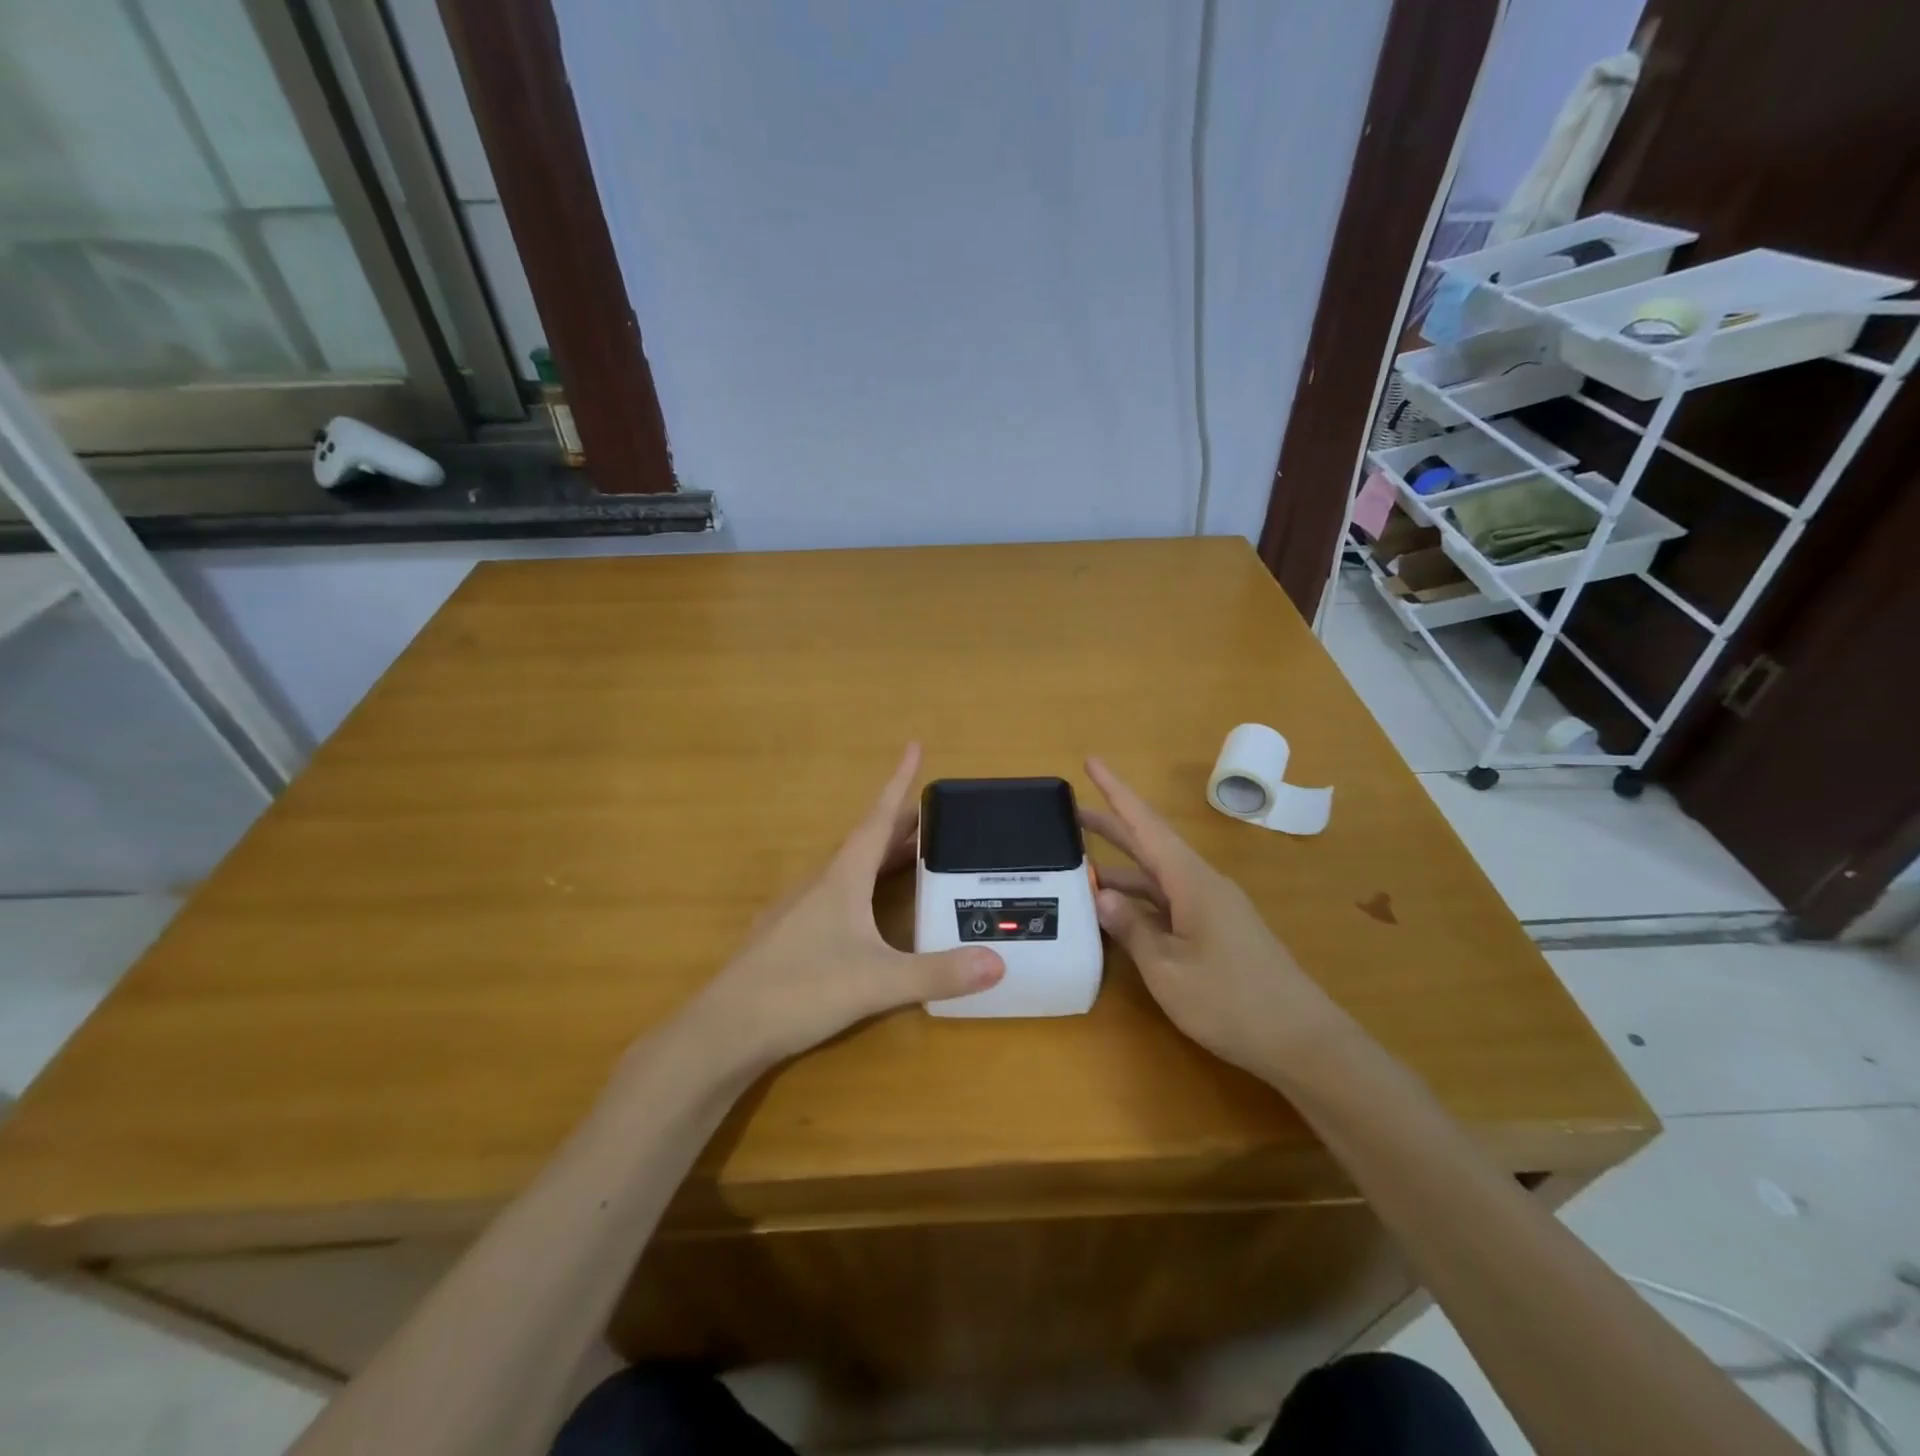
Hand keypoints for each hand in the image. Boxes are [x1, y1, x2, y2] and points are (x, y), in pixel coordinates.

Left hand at [686, 745, 1004, 1069]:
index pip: (877, 819)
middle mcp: (820, 883)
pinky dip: (862, 885)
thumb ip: (937, 973)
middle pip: (867, 841)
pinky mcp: (788, 935)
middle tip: (935, 816)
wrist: (725, 1029)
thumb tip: (999, 962)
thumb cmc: (802, 990)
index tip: (913, 745)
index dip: (898, 782)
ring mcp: (799, 909)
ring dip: (881, 854)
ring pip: (849, 868)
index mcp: (842, 878)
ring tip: (910, 856)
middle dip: (901, 824)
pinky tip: (867, 909)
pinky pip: (835, 893)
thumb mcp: (878, 982)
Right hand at [1080, 757, 1346, 1080]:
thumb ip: (1131, 928)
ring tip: (1079, 867)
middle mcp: (1201, 884)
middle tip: (1069, 813)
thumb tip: (1101, 893)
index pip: (1145, 824)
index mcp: (1191, 881)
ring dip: (1121, 868)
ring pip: (1157, 876)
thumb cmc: (1232, 1001)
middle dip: (1110, 825)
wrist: (1302, 1041)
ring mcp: (1211, 908)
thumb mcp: (1168, 969)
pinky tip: (1116, 913)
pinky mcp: (1216, 932)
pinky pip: (1168, 902)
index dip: (1116, 791)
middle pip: (1149, 844)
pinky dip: (1138, 900)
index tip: (1091, 761)